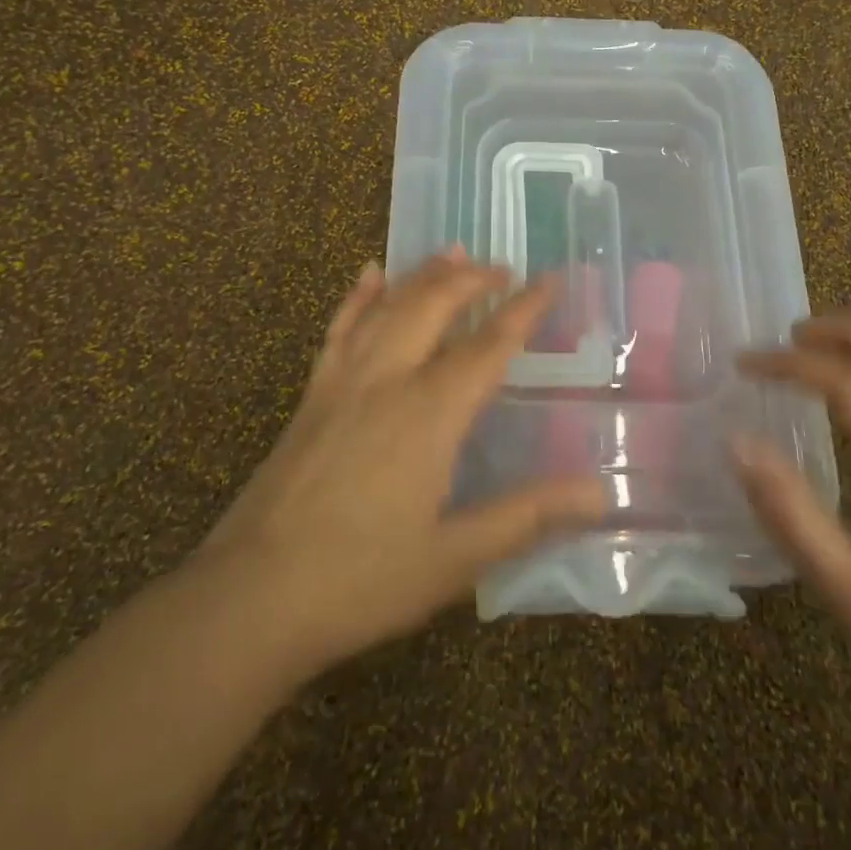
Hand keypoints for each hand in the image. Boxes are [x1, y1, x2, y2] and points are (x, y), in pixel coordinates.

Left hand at [194, 250, 606, 680]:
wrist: (251, 595)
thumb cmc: (361, 580)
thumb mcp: (456, 557)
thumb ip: (528, 517)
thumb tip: (599, 492)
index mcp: (430, 413)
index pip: (489, 344)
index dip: (524, 308)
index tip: (549, 279)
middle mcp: (388, 379)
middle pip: (435, 306)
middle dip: (473, 280)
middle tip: (503, 268)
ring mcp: (343, 381)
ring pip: (390, 307)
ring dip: (424, 275)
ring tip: (453, 253)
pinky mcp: (312, 394)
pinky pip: (340, 327)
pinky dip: (359, 296)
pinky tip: (370, 275)